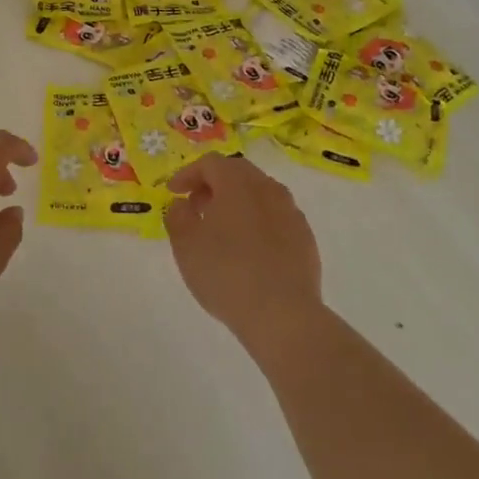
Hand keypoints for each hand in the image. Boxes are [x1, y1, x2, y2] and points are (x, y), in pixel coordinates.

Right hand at [164, 153, 324, 355]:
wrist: (283, 314)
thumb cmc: (226, 273)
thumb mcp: (186, 245)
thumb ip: (178, 216)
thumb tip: (182, 204)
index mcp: (238, 183)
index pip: (210, 163)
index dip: (188, 174)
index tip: (173, 192)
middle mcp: (268, 188)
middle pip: (238, 173)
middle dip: (213, 184)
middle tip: (196, 206)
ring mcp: (291, 212)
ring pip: (260, 195)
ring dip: (237, 203)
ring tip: (221, 230)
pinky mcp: (306, 238)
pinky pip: (276, 218)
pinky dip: (258, 222)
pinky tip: (249, 250)